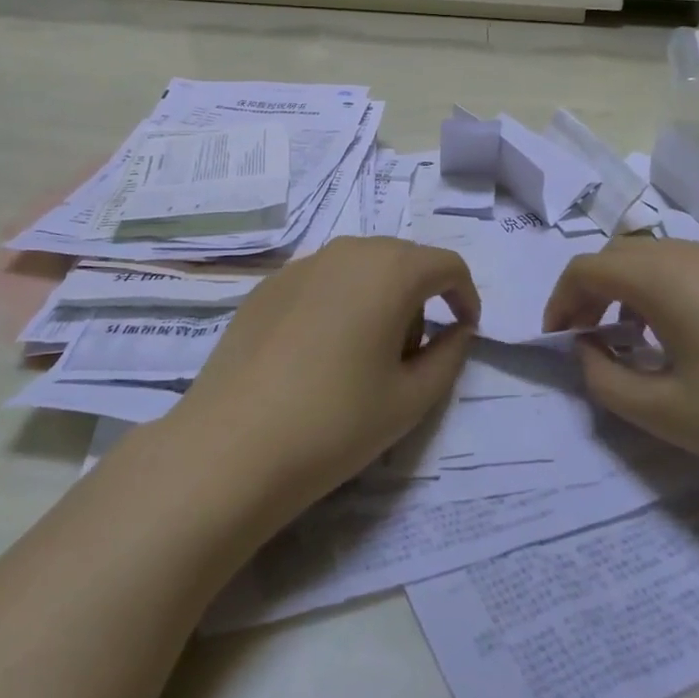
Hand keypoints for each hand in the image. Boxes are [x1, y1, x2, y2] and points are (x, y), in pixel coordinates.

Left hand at [171, 237, 479, 521]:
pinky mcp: (267, 286)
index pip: (446, 265)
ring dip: (378, 298)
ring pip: (360, 268)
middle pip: (402, 260)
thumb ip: (449, 356)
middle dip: (420, 298)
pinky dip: (338, 303)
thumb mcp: (411, 398)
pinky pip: (322, 281)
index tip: (464, 333)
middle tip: (411, 354)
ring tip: (362, 356)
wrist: (232, 445)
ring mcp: (301, 265)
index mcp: (390, 270)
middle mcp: (347, 252)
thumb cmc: (336, 422)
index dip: (465, 296)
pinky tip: (318, 354)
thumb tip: (458, 331)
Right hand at [544, 239, 698, 513]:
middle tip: (586, 337)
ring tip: (631, 337)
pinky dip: (667, 290)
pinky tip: (686, 336)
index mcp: (665, 277)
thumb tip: (587, 351)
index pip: (588, 267)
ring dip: (629, 288)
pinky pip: (695, 268)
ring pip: (659, 257)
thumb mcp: (666, 412)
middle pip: (621, 254)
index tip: (556, 339)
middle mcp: (695, 254)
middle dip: (591, 290)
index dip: (560, 300)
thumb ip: (605, 378)